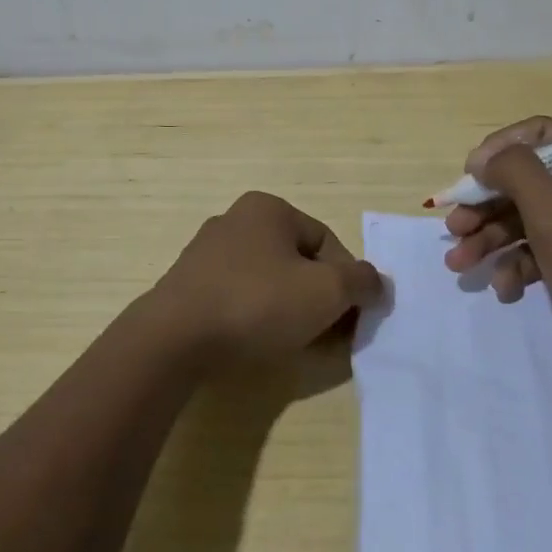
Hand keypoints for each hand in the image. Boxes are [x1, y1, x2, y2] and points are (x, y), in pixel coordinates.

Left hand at [147, 191, 383, 364]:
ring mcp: (206, 252)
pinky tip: (257, 342)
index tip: (352, 319)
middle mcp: (236, 219)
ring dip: (289, 309)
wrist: (174, 338)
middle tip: (328, 334)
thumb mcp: (326, 292)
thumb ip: (361, 282)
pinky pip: (237, 296)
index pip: (326, 242)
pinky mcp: (188, 284)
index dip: (347, 282)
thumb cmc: (256, 303)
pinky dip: (255, 316)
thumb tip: (377, 283)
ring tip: (295, 343)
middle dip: (318, 297)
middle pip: (297, 261)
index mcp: (268, 208)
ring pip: (267, 280)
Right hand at [443, 117, 551, 357]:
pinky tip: (505, 290)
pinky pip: (535, 251)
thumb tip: (483, 158)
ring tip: (459, 264)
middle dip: (485, 206)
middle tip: (453, 228)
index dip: (500, 150)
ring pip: (523, 218)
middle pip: (525, 180)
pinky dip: (515, 266)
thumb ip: (515, 172)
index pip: (540, 135)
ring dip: (489, 239)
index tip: (470, 176)